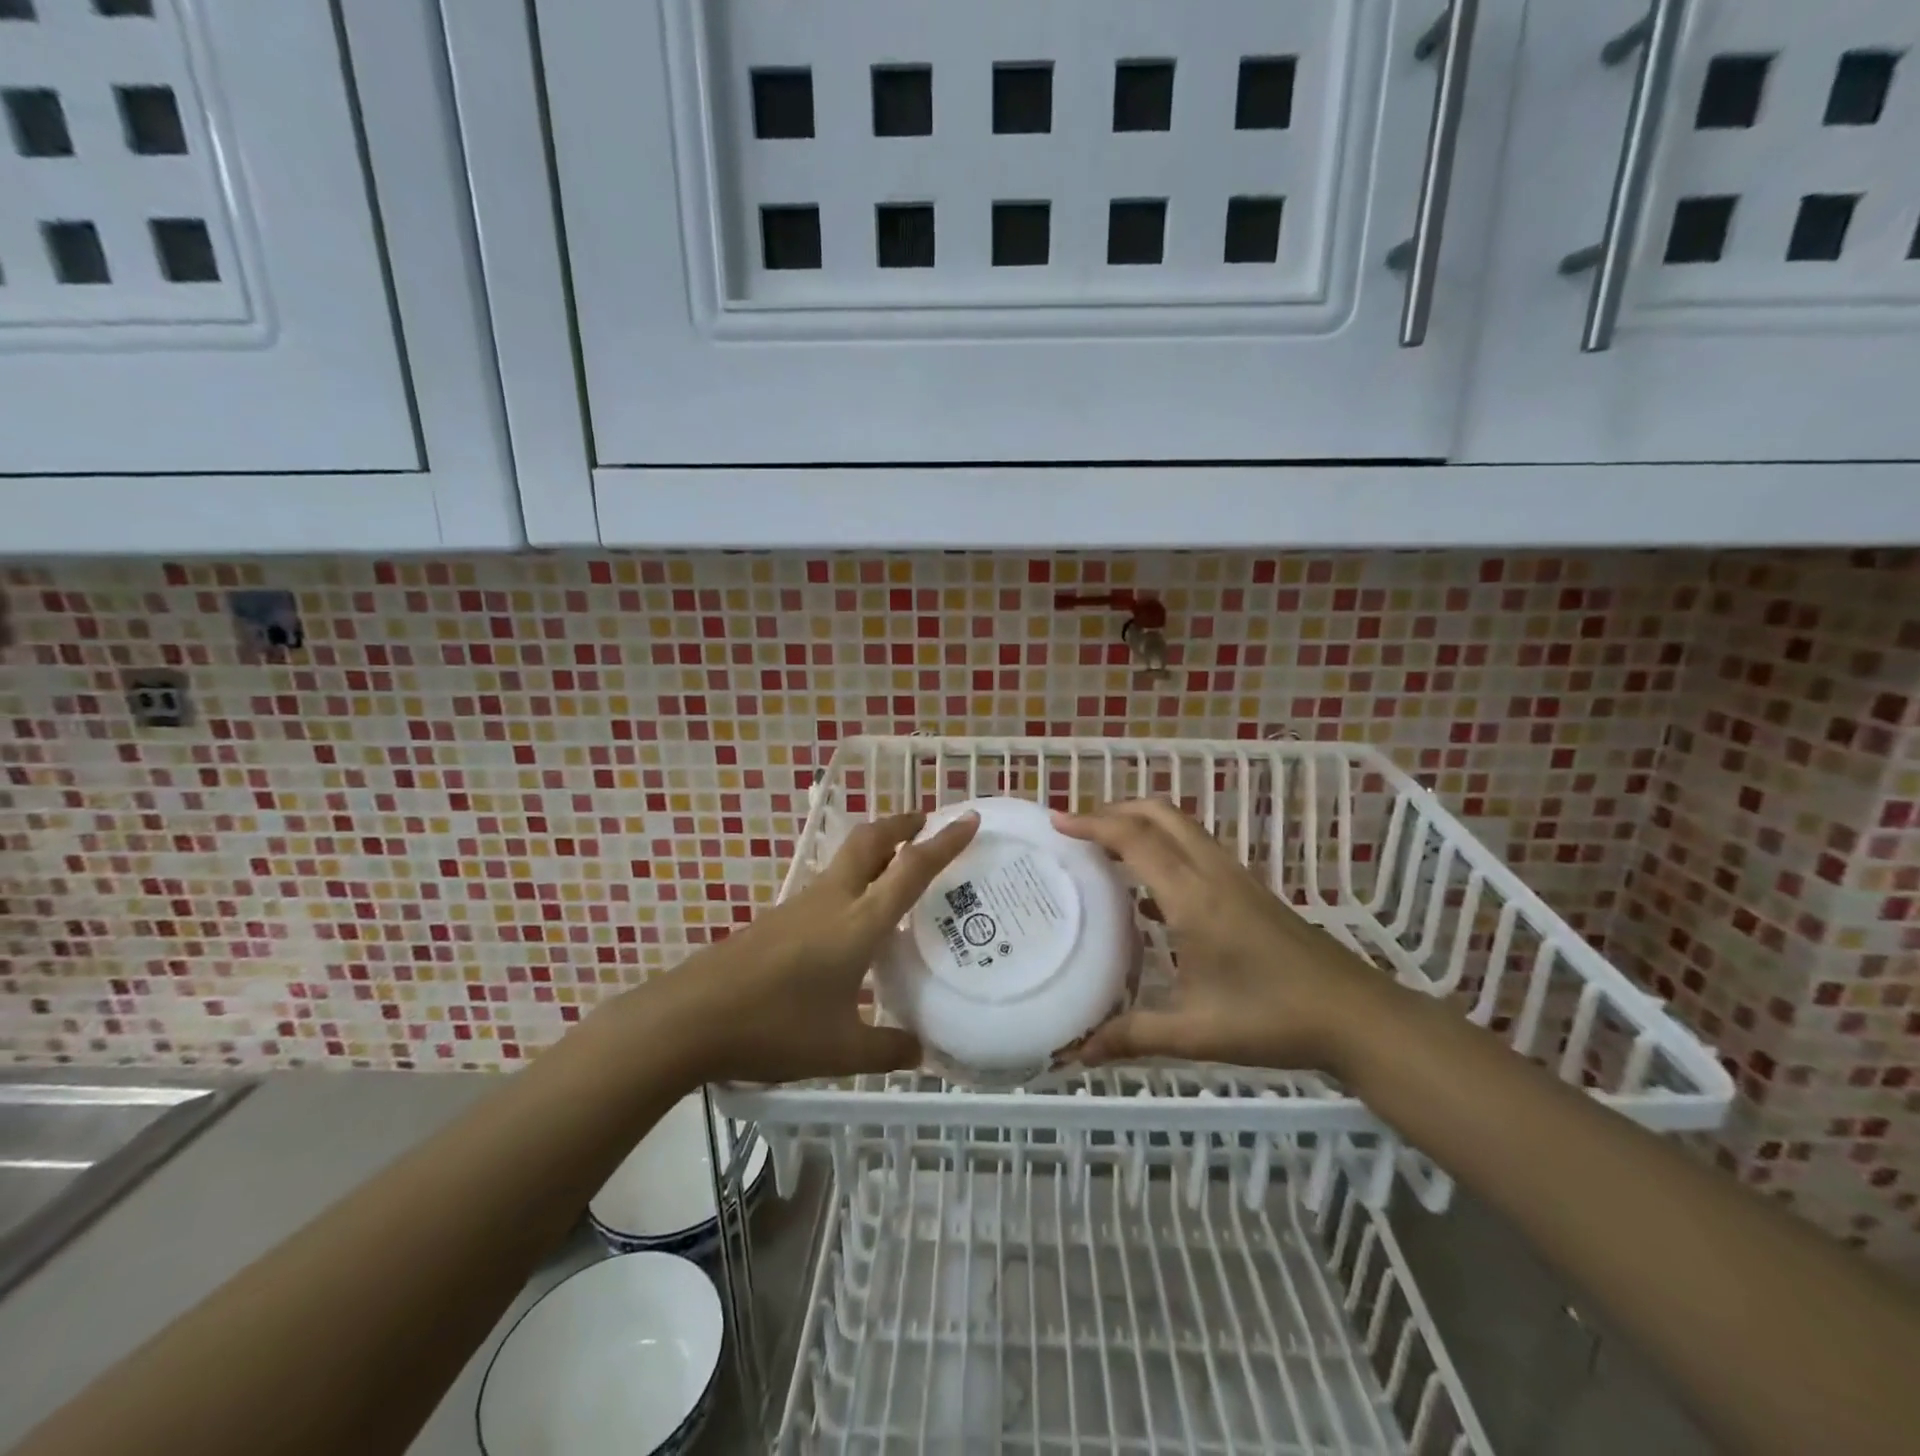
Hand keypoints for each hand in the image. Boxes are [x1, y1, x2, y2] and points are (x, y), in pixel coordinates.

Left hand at [655, 811, 978, 1083]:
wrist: (690, 1018)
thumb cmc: (775, 1027)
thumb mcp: (840, 1050)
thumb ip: (887, 1049)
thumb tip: (922, 1051)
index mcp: (858, 922)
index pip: (911, 869)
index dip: (944, 842)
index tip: (969, 818)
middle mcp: (832, 900)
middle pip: (869, 841)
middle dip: (900, 824)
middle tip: (926, 822)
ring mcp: (799, 905)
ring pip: (845, 860)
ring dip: (876, 850)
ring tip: (897, 868)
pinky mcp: (777, 919)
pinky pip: (827, 886)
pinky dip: (853, 880)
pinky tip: (852, 919)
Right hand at [1054, 799, 1385, 1072]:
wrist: (1356, 1016)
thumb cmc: (1273, 1019)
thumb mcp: (1196, 1032)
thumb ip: (1132, 1036)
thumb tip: (1076, 1054)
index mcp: (1193, 898)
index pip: (1136, 840)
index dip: (1094, 824)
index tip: (1057, 822)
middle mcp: (1212, 874)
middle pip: (1160, 814)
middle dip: (1116, 809)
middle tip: (1078, 828)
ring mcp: (1235, 878)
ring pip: (1181, 828)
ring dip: (1141, 824)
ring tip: (1104, 848)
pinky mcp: (1249, 890)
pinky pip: (1196, 850)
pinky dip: (1164, 848)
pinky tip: (1148, 894)